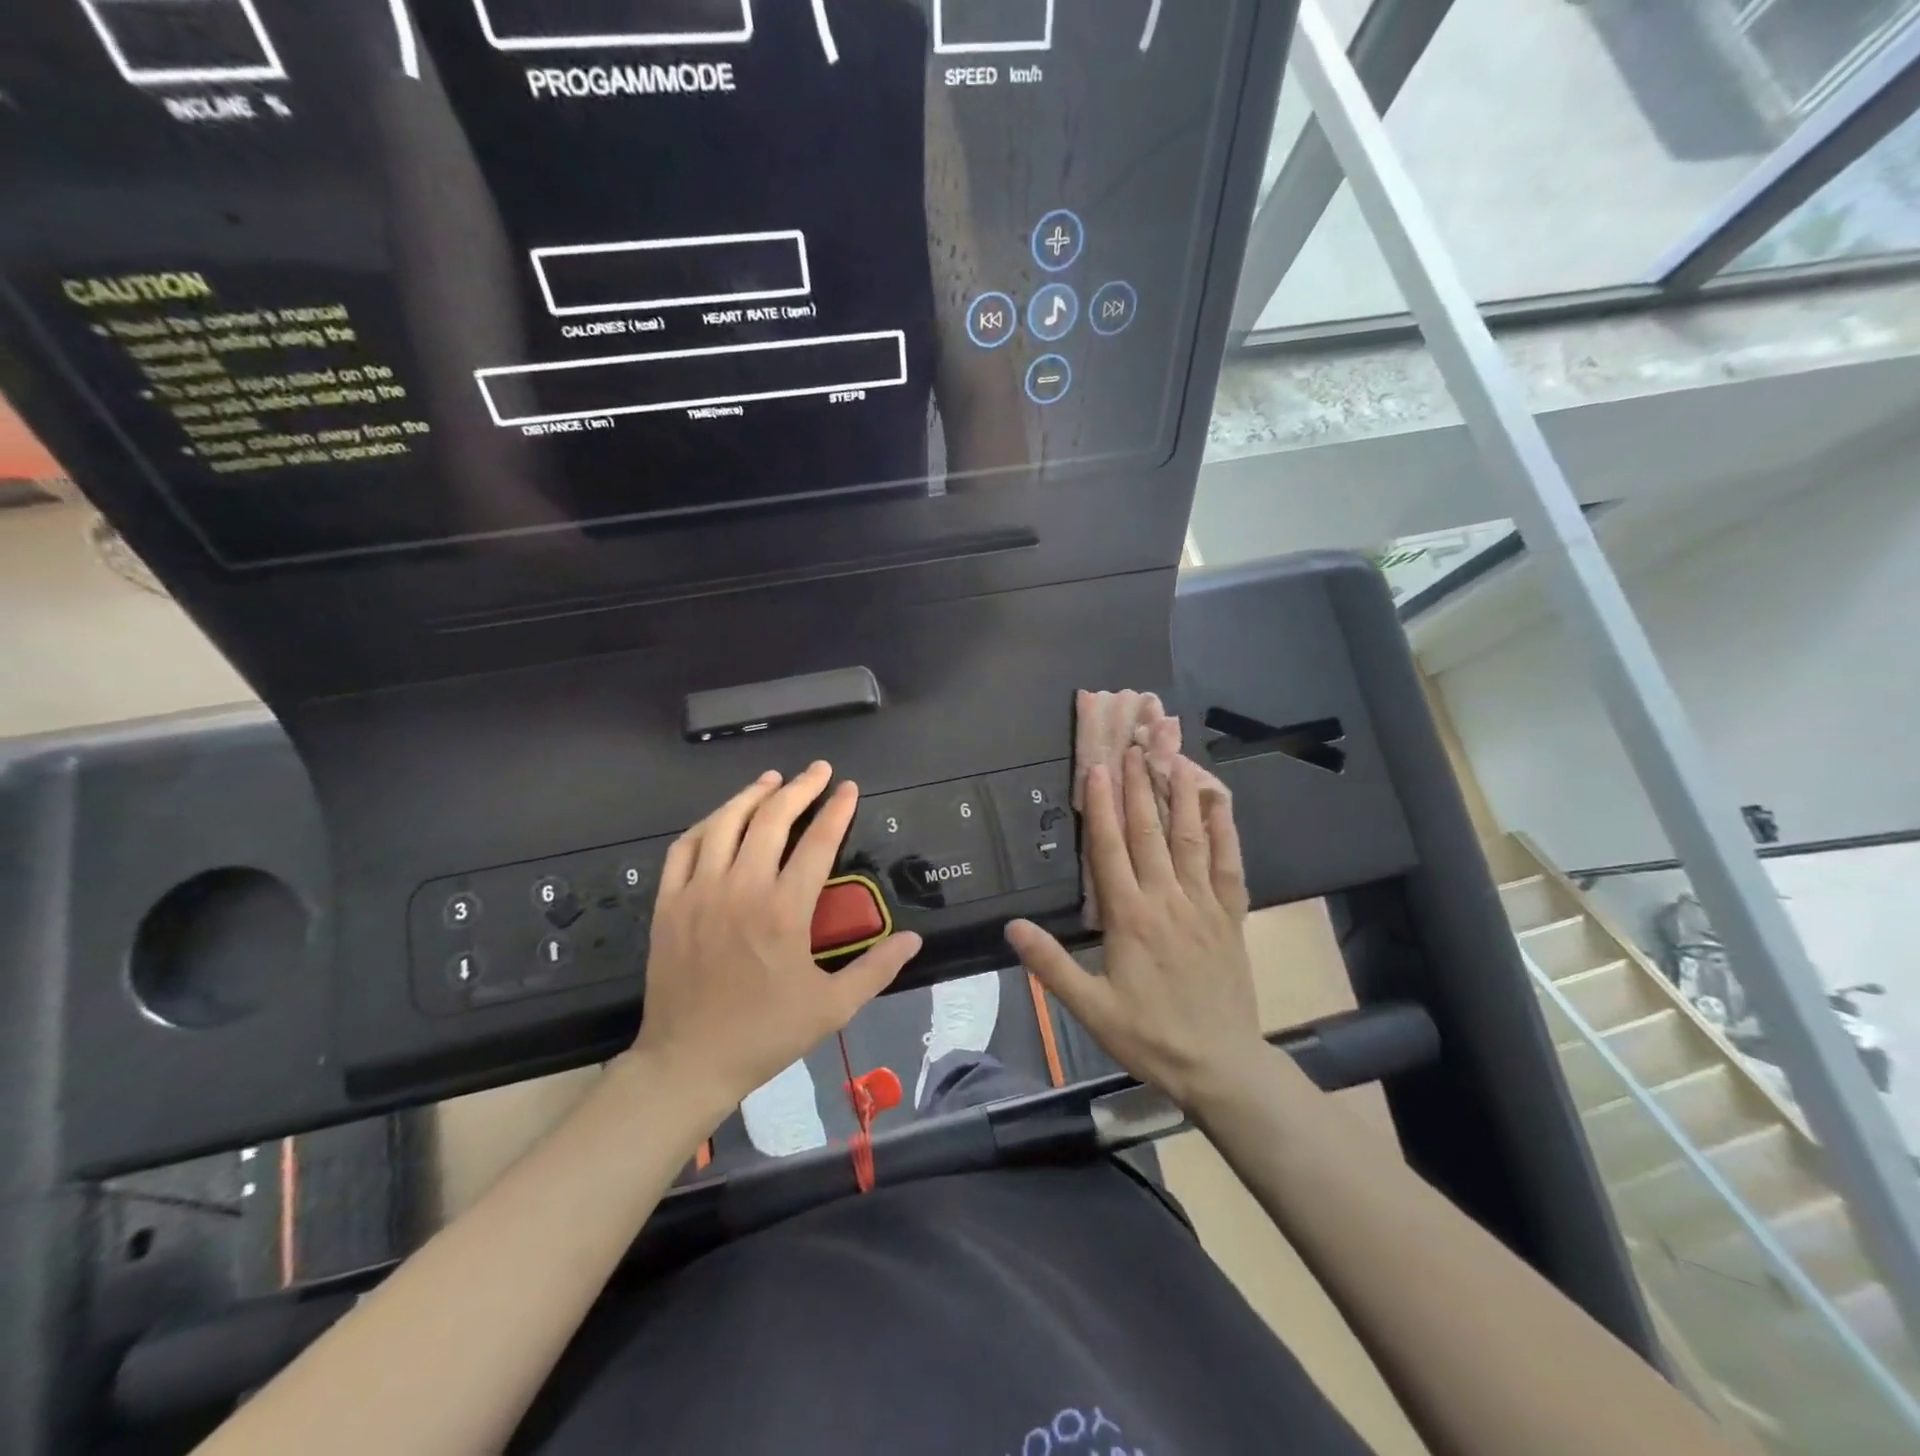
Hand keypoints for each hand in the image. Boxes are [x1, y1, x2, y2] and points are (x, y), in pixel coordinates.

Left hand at [631, 763, 922, 1119]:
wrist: (689, 1062)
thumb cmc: (765, 1034)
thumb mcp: (832, 1008)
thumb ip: (875, 969)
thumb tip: (914, 939)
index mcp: (784, 911)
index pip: (817, 842)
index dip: (837, 810)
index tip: (849, 788)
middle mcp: (741, 889)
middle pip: (772, 820)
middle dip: (799, 788)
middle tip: (818, 770)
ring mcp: (699, 892)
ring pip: (725, 824)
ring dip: (751, 795)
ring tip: (772, 779)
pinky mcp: (669, 903)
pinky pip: (684, 848)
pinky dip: (706, 824)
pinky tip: (721, 818)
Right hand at [1006, 747, 1265, 1110]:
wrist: (1221, 1066)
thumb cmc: (1149, 1037)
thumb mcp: (1091, 1008)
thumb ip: (1051, 965)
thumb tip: (1012, 927)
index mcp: (1130, 918)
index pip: (1110, 849)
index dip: (1102, 805)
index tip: (1097, 766)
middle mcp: (1167, 900)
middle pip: (1149, 832)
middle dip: (1138, 785)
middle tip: (1132, 745)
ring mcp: (1204, 905)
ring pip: (1190, 839)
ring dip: (1179, 794)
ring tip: (1173, 756)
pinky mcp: (1231, 917)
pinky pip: (1230, 866)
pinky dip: (1226, 831)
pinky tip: (1219, 802)